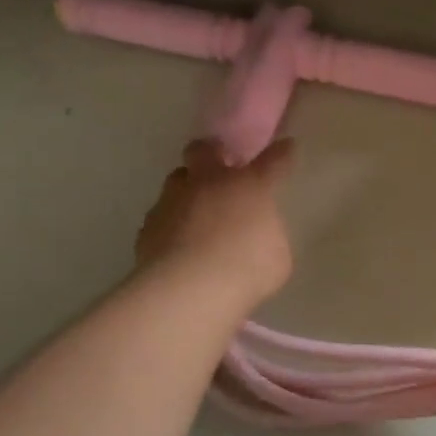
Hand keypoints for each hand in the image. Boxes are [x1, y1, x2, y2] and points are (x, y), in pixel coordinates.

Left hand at [135, 138, 294, 307]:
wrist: (188, 289)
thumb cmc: (246, 270)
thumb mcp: (276, 257)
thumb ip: (268, 236)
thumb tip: (259, 233)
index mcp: (249, 186)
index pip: (272, 161)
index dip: (281, 153)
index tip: (286, 145)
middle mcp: (209, 183)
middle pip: (205, 149)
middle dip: (213, 152)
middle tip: (220, 166)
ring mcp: (174, 200)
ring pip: (177, 178)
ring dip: (188, 188)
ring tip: (195, 209)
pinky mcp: (149, 224)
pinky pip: (162, 214)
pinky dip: (171, 223)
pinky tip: (177, 243)